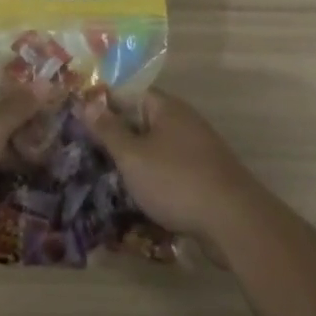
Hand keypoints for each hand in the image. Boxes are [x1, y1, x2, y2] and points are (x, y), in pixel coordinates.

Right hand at [81, 88, 263, 251]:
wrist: (234, 222)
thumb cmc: (176, 181)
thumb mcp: (132, 156)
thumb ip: (109, 130)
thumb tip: (87, 102)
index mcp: (167, 108)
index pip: (131, 93)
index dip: (105, 103)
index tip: (81, 118)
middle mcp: (184, 122)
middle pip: (143, 120)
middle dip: (118, 134)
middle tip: (88, 149)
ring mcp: (198, 150)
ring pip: (157, 147)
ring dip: (136, 160)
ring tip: (107, 175)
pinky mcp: (205, 177)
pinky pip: (171, 169)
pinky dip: (154, 178)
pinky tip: (138, 195)